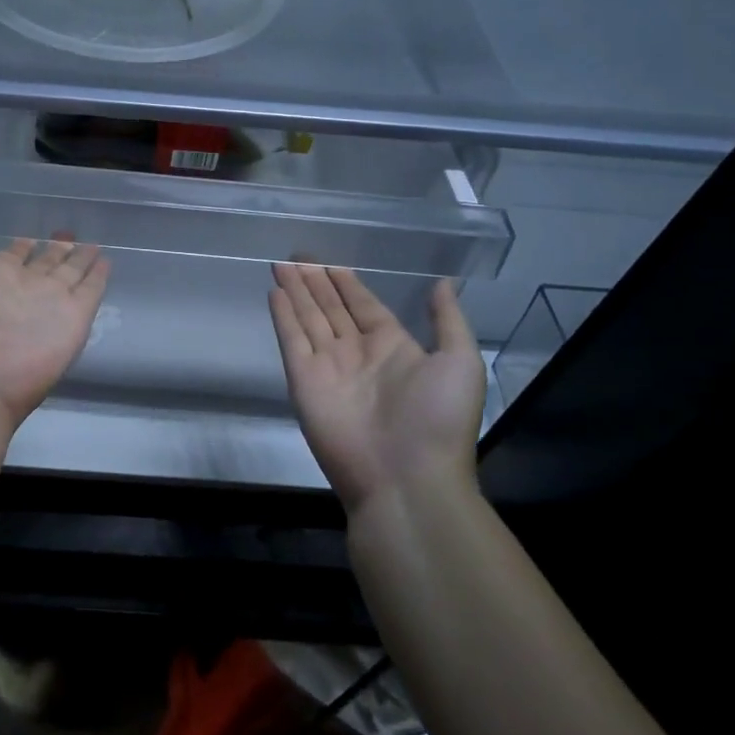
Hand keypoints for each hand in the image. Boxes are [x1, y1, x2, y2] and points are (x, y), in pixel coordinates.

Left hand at [0, 223, 109, 435]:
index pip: (13, 257)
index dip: (22, 246)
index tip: (30, 237)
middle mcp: (22, 289)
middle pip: (45, 264)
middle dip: (56, 250)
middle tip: (69, 235)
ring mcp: (49, 305)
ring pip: (70, 275)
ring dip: (80, 260)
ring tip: (93, 245)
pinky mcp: (74, 321)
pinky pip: (91, 292)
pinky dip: (99, 278)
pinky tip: (107, 262)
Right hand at [268, 265, 483, 514]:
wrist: (406, 478)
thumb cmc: (437, 419)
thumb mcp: (459, 363)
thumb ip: (447, 321)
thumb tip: (443, 283)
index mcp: (393, 347)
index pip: (363, 306)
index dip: (346, 283)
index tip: (329, 262)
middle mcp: (357, 353)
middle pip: (330, 308)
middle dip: (315, 282)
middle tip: (297, 256)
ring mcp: (328, 367)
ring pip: (308, 318)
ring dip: (296, 291)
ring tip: (281, 264)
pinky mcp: (303, 380)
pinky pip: (292, 340)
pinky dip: (283, 316)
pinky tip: (275, 293)